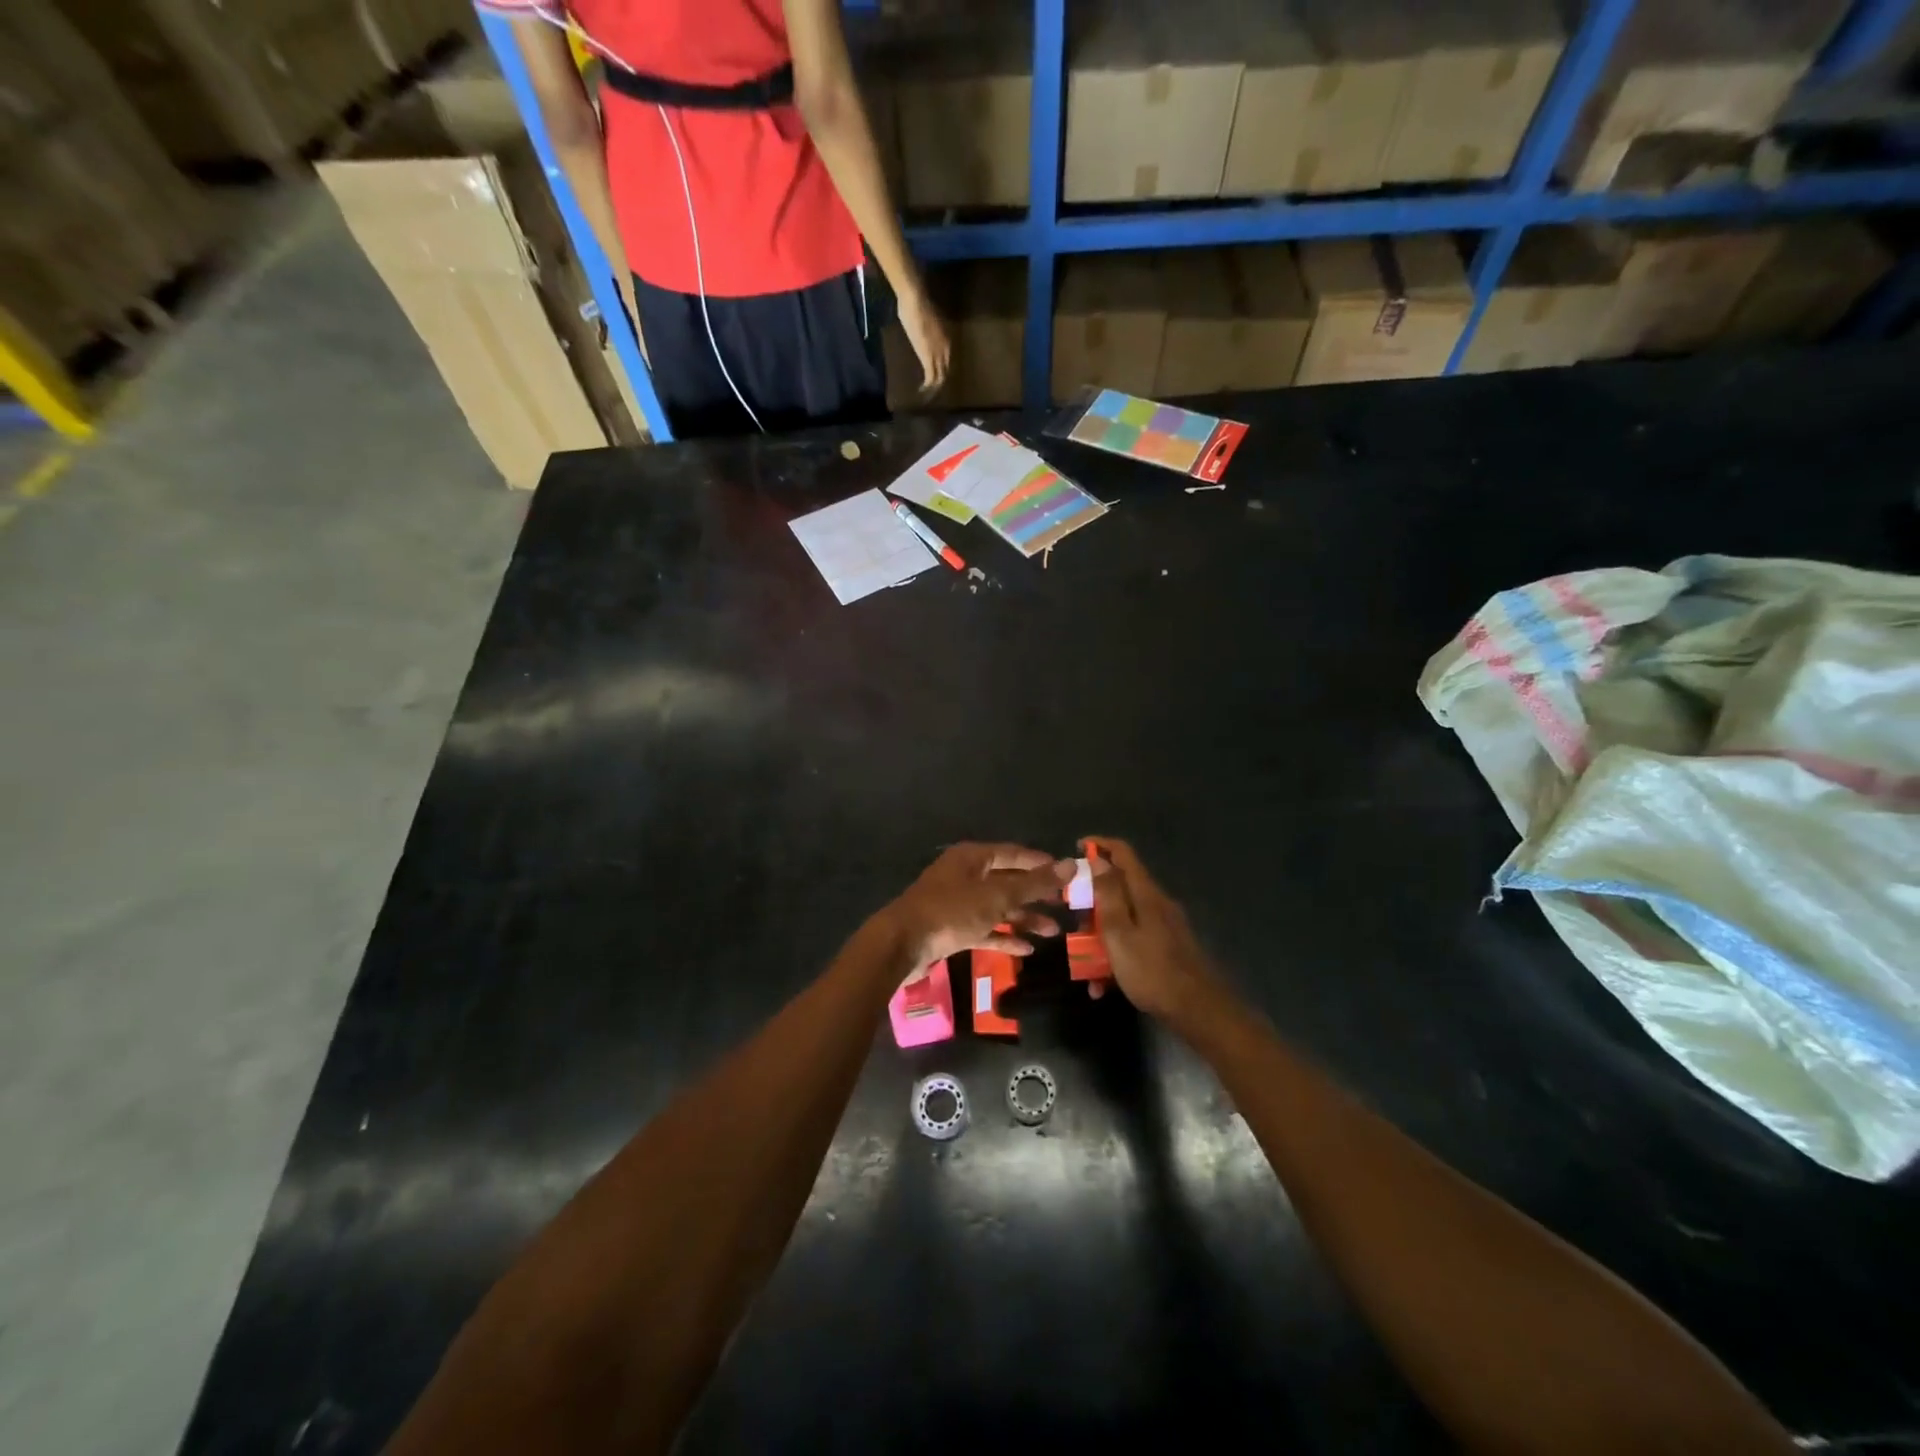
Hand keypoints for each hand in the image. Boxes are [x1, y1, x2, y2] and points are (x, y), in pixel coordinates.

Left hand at [885, 843, 1071, 969]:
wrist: (902, 945)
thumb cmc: (951, 911)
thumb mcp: (997, 896)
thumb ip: (1034, 883)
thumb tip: (1071, 865)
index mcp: (973, 858)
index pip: (1014, 853)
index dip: (1041, 863)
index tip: (1067, 874)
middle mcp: (965, 876)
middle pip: (1007, 881)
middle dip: (1036, 894)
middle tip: (1065, 905)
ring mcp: (957, 904)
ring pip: (997, 907)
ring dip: (1024, 918)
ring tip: (1053, 932)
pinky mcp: (952, 929)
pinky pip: (984, 929)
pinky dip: (1004, 936)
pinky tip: (1027, 949)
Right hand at [897, 284, 949, 399]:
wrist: (915, 301)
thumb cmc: (918, 305)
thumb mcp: (928, 323)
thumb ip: (929, 333)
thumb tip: (925, 337)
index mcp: (948, 340)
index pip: (948, 361)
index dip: (942, 371)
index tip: (935, 378)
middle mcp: (947, 349)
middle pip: (946, 371)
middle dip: (940, 383)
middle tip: (932, 392)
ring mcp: (939, 355)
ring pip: (940, 377)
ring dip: (934, 389)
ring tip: (927, 396)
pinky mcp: (929, 359)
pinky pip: (931, 378)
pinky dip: (927, 388)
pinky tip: (921, 392)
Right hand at [1087, 838, 1231, 1028]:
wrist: (1197, 1010)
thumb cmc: (1151, 970)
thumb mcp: (1119, 933)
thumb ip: (1108, 895)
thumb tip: (1099, 860)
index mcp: (1146, 894)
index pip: (1123, 853)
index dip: (1100, 844)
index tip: (1077, 848)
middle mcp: (1157, 903)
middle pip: (1121, 886)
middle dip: (1093, 898)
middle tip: (1073, 915)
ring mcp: (1165, 926)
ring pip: (1124, 917)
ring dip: (1101, 933)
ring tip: (1082, 961)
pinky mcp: (1167, 947)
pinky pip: (1134, 940)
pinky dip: (1115, 954)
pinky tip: (1102, 985)